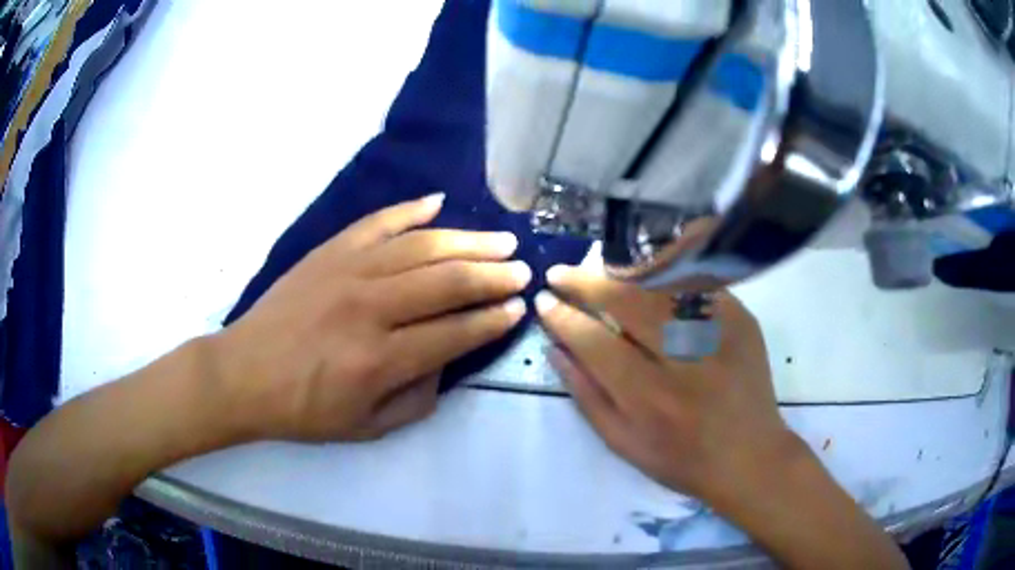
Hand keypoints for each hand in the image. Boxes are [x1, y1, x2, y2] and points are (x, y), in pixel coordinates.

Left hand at [213, 194, 530, 441]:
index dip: (492, 320)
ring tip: (501, 240)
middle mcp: (369, 308)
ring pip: (421, 247)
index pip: (453, 333)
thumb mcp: (367, 426)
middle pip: (446, 282)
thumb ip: (417, 397)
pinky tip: (438, 203)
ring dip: (467, 241)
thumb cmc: (304, 409)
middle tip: (522, 271)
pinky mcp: (329, 252)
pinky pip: (377, 223)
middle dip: (492, 275)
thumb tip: (447, 360)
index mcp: (379, 360)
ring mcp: (347, 271)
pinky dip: (410, 210)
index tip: (517, 309)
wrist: (244, 374)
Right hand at [536, 266, 803, 508]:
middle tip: (562, 274)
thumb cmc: (680, 459)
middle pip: (628, 302)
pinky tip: (646, 275)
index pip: (595, 342)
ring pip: (662, 284)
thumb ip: (586, 395)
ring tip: (599, 271)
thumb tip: (555, 350)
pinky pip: (696, 284)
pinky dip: (666, 274)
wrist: (748, 455)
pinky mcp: (741, 319)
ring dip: (623, 272)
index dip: (564, 317)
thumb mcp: (623, 442)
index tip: (545, 301)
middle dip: (587, 283)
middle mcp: (683, 360)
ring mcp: (717, 333)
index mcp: (649, 398)